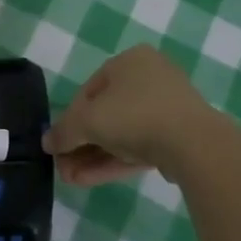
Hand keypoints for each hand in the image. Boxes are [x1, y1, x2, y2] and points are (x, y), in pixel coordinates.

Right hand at [43, 45, 225, 185]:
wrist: (193, 143)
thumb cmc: (133, 115)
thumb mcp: (87, 120)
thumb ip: (64, 131)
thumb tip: (47, 142)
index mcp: (129, 61)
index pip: (89, 90)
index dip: (69, 118)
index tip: (58, 144)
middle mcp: (150, 77)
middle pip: (105, 114)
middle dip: (81, 144)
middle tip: (63, 167)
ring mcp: (167, 108)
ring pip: (122, 134)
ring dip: (93, 157)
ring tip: (71, 180)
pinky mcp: (178, 136)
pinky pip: (139, 146)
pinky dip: (114, 161)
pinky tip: (89, 180)